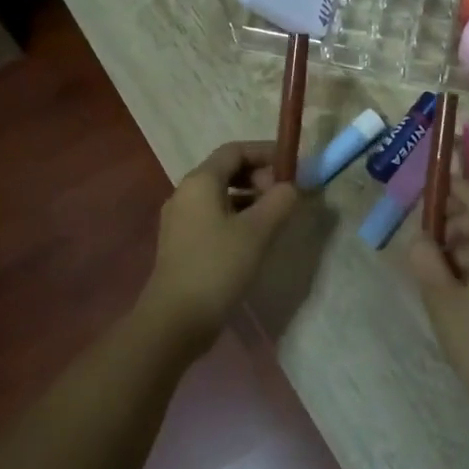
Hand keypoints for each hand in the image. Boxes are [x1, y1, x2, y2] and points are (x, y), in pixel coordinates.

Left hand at [138, 141, 297, 349]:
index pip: (235, 151)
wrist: (176, 318)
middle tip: (284, 196)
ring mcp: (180, 219)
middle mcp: (185, 193)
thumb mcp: (257, 231)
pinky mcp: (182, 242)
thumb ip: (279, 202)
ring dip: (249, 198)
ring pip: (220, 195)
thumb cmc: (218, 266)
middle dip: (259, 176)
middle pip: (226, 170)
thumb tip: (290, 187)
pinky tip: (254, 238)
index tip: (292, 167)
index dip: (266, 153)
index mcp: (200, 182)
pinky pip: (213, 215)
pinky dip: (236, 216)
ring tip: (274, 217)